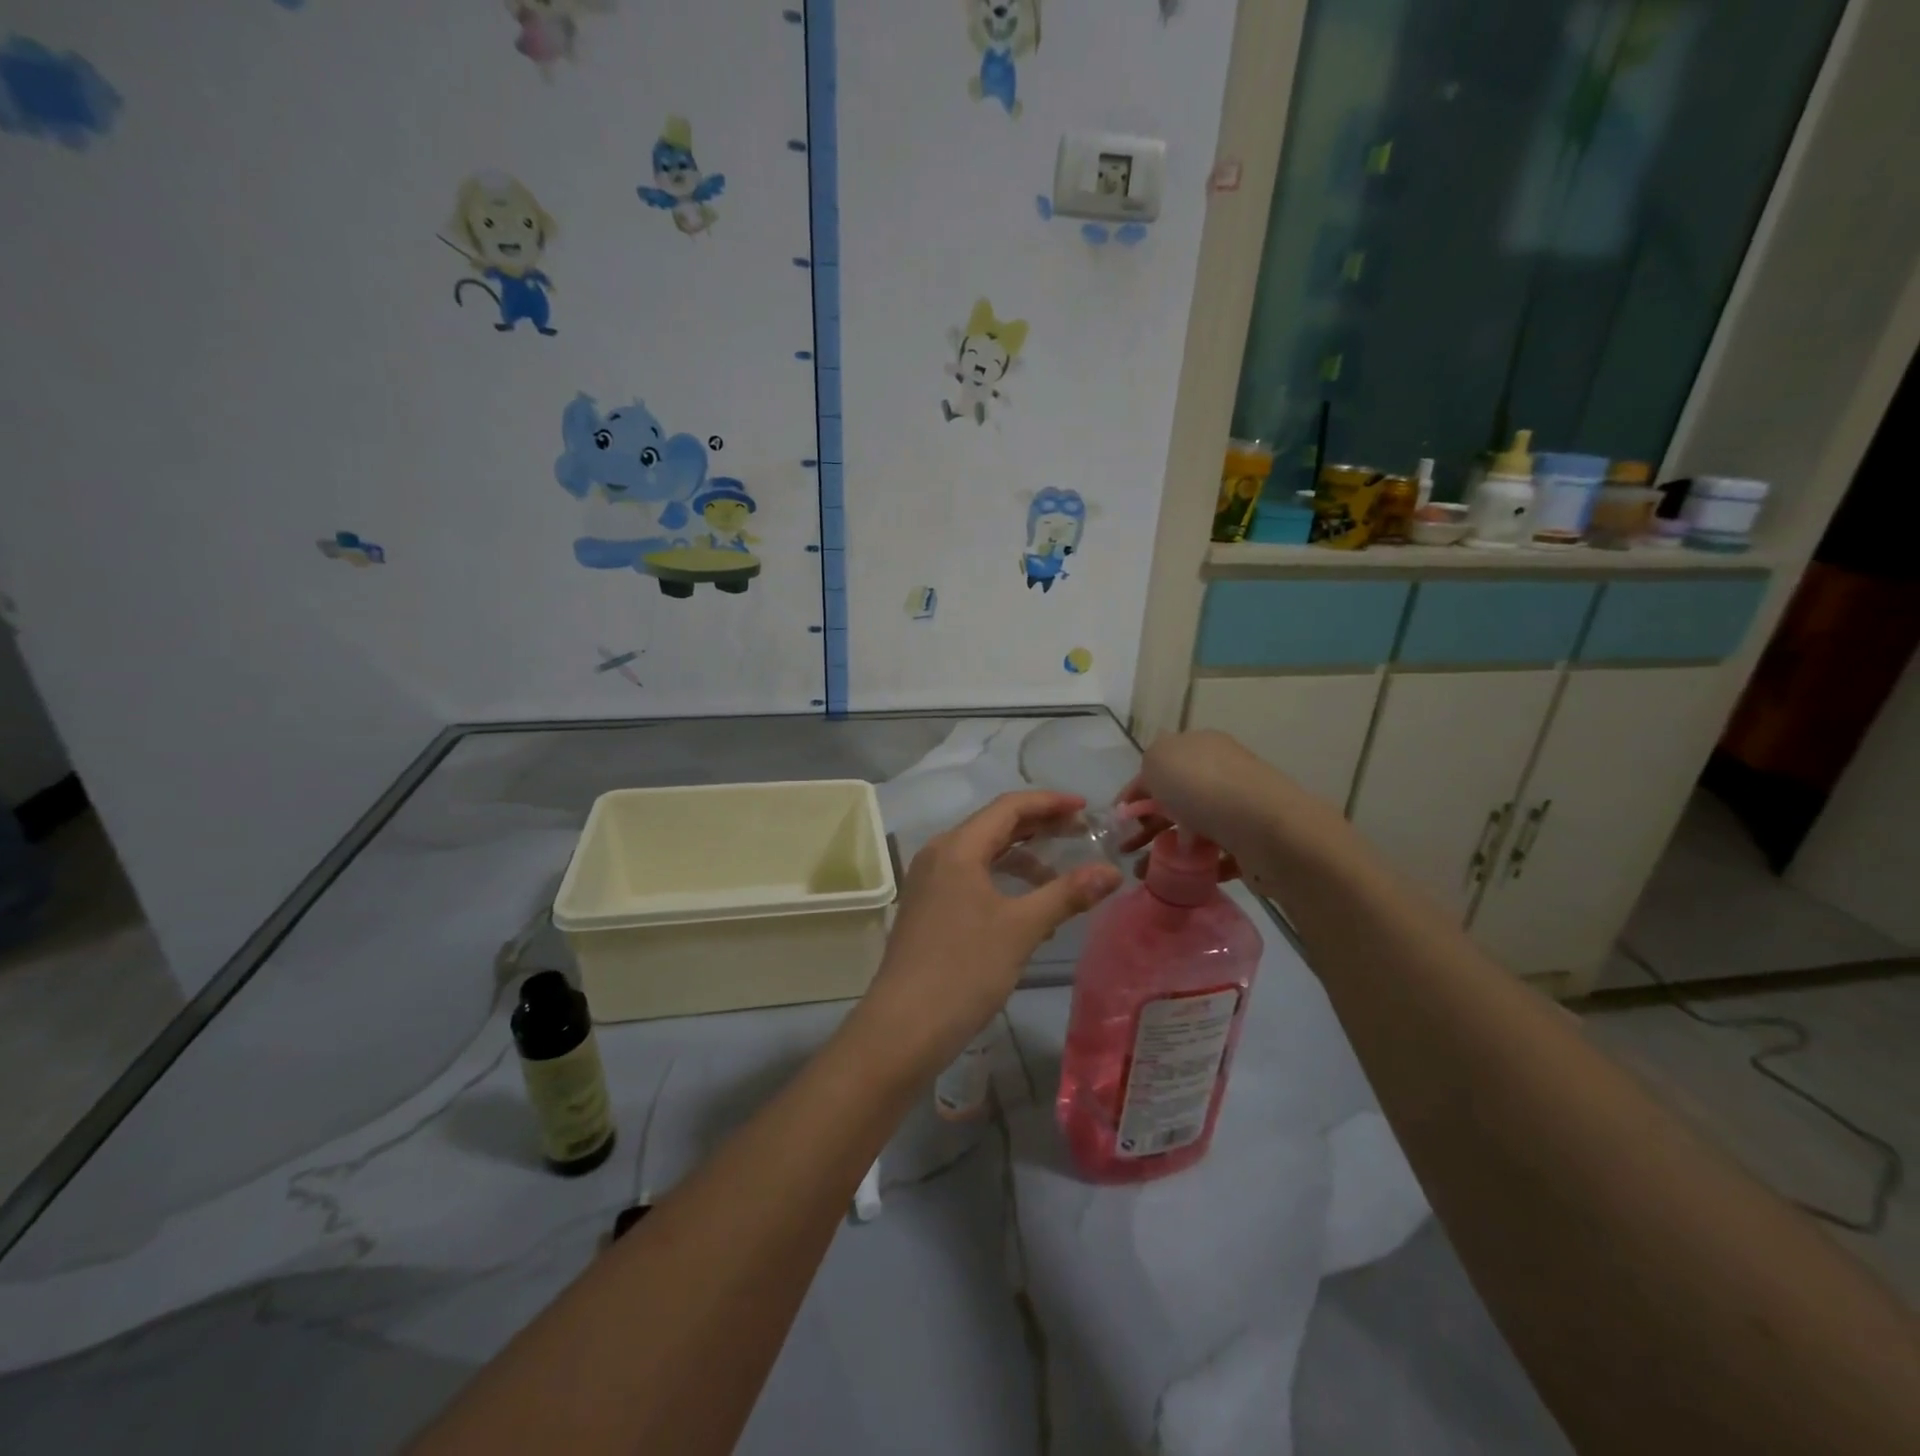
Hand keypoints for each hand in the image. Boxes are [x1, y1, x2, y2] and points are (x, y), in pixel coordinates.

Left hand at [851, 791, 1122, 1078]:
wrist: (904, 1026)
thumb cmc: (964, 969)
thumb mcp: (1022, 928)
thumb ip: (1067, 894)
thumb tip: (1112, 872)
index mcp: (958, 847)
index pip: (1009, 806)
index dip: (1050, 802)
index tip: (1086, 809)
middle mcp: (939, 854)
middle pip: (994, 825)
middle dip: (1038, 826)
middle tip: (1080, 833)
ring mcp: (930, 881)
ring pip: (982, 853)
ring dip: (1021, 856)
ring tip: (1059, 871)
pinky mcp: (928, 907)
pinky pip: (971, 877)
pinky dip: (1002, 880)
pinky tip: (1027, 906)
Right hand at [1117, 731, 1350, 883]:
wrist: (1267, 830)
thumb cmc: (1204, 787)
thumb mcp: (1159, 759)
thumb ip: (1148, 766)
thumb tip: (1154, 784)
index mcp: (1200, 747)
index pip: (1158, 768)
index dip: (1133, 792)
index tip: (1117, 820)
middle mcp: (1221, 773)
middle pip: (1174, 798)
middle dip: (1147, 823)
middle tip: (1127, 848)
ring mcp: (1238, 808)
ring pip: (1192, 828)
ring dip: (1165, 848)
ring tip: (1144, 871)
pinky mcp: (1250, 843)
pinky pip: (1214, 854)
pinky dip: (1194, 866)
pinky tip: (1177, 878)